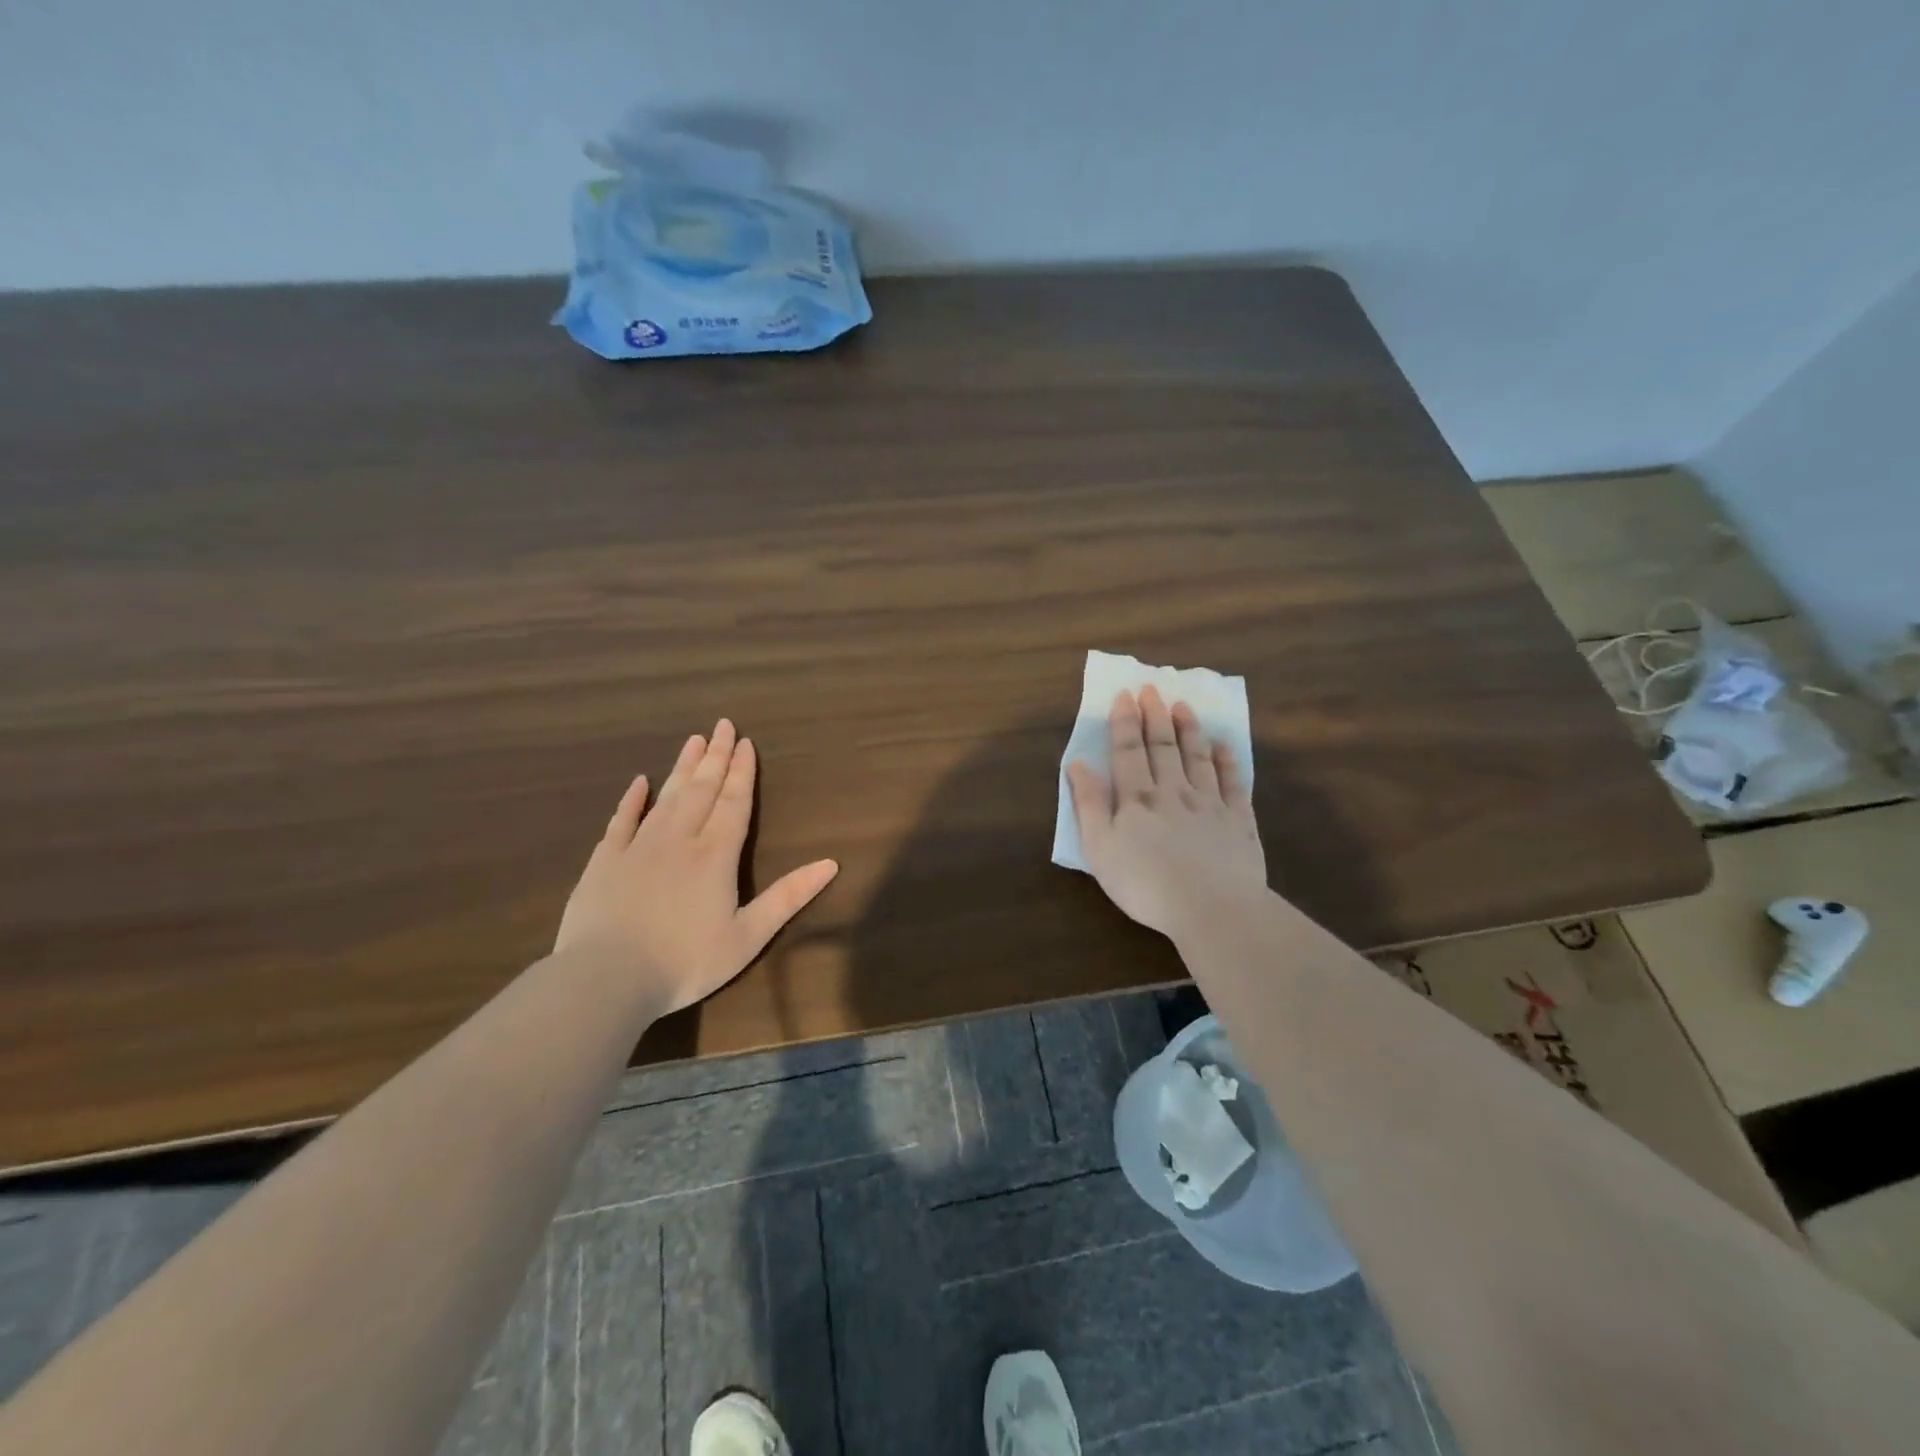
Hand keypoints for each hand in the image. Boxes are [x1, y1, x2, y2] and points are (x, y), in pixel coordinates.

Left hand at [555, 719, 838, 1016]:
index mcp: (715, 855)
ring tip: (694, 740)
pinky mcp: (605, 861)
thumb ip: (788, 897)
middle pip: (702, 789)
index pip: (734, 803)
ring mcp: (638, 847)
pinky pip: (622, 820)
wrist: (606, 979)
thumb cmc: (685, 962)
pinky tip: (640, 782)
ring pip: (666, 797)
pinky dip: (632, 799)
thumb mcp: (748, 937)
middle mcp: (679, 839)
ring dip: (683, 767)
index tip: (745, 742)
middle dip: (715, 757)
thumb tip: (831, 864)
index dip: (742, 772)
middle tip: (722, 725)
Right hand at [1065, 685, 1266, 939]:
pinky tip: (1223, 746)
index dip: (1124, 721)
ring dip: (1189, 729)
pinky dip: (1227, 761)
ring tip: (1183, 705)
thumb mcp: (1100, 848)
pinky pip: (1233, 782)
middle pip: (1163, 746)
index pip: (1128, 750)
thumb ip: (1088, 804)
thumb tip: (1077, 764)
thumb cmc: (1145, 884)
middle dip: (1155, 715)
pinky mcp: (1239, 820)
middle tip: (1153, 688)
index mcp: (1136, 798)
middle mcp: (1173, 791)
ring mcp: (1209, 803)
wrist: (1211, 908)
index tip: (1125, 695)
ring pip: (1197, 757)